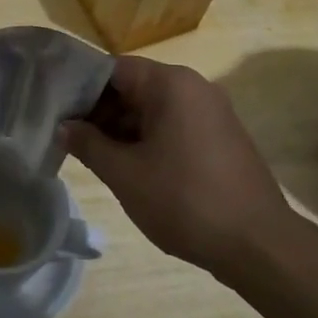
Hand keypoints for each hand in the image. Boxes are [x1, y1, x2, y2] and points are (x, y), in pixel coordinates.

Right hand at [63, 56, 294, 280]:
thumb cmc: (185, 200)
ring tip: (95, 159)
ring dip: (123, 130)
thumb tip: (64, 127)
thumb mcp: (124, 174)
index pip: (111, 70)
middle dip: (100, 113)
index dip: (80, 90)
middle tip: (70, 140)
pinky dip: (149, 141)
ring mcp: (213, 113)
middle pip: (133, 88)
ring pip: (153, 110)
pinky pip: (175, 127)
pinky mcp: (223, 138)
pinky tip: (131, 170)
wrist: (260, 247)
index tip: (57, 113)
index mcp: (170, 84)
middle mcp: (194, 87)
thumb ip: (88, 144)